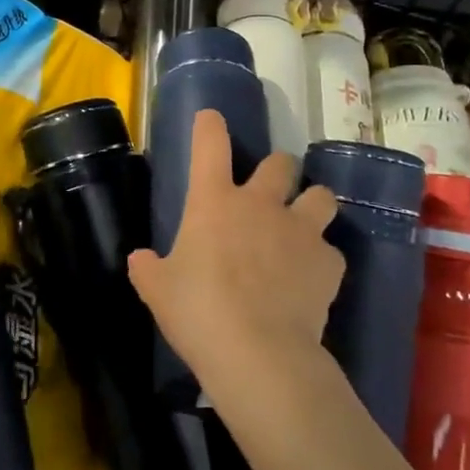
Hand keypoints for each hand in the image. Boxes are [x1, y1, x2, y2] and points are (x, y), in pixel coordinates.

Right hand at [127, 110, 343, 405]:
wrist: (257, 351)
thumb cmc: (197, 311)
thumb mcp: (158, 290)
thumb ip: (148, 268)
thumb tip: (140, 260)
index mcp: (214, 201)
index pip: (210, 145)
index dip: (210, 126)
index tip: (211, 118)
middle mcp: (261, 204)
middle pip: (280, 163)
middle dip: (277, 170)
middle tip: (270, 189)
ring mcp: (300, 230)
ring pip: (321, 196)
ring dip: (312, 204)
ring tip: (303, 223)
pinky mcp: (328, 263)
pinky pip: (330, 251)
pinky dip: (320, 260)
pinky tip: (310, 279)